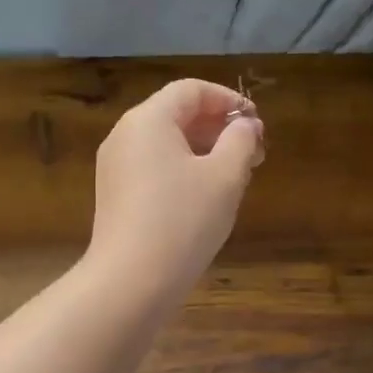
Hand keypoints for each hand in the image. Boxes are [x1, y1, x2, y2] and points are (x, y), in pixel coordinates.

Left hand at [88, 79, 263, 300]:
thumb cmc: (183, 221)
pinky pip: (153, 168)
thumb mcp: (225, 177)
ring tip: (236, 177)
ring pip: (166, 145)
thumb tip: (245, 125)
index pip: (191, 90)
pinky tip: (206, 198)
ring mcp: (115, 167)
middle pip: (176, 115)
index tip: (256, 124)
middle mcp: (125, 135)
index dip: (228, 100)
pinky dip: (182, 171)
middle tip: (254, 154)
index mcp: (148, 120)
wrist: (131, 281)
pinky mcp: (115, 196)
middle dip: (218, 128)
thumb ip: (241, 141)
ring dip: (204, 152)